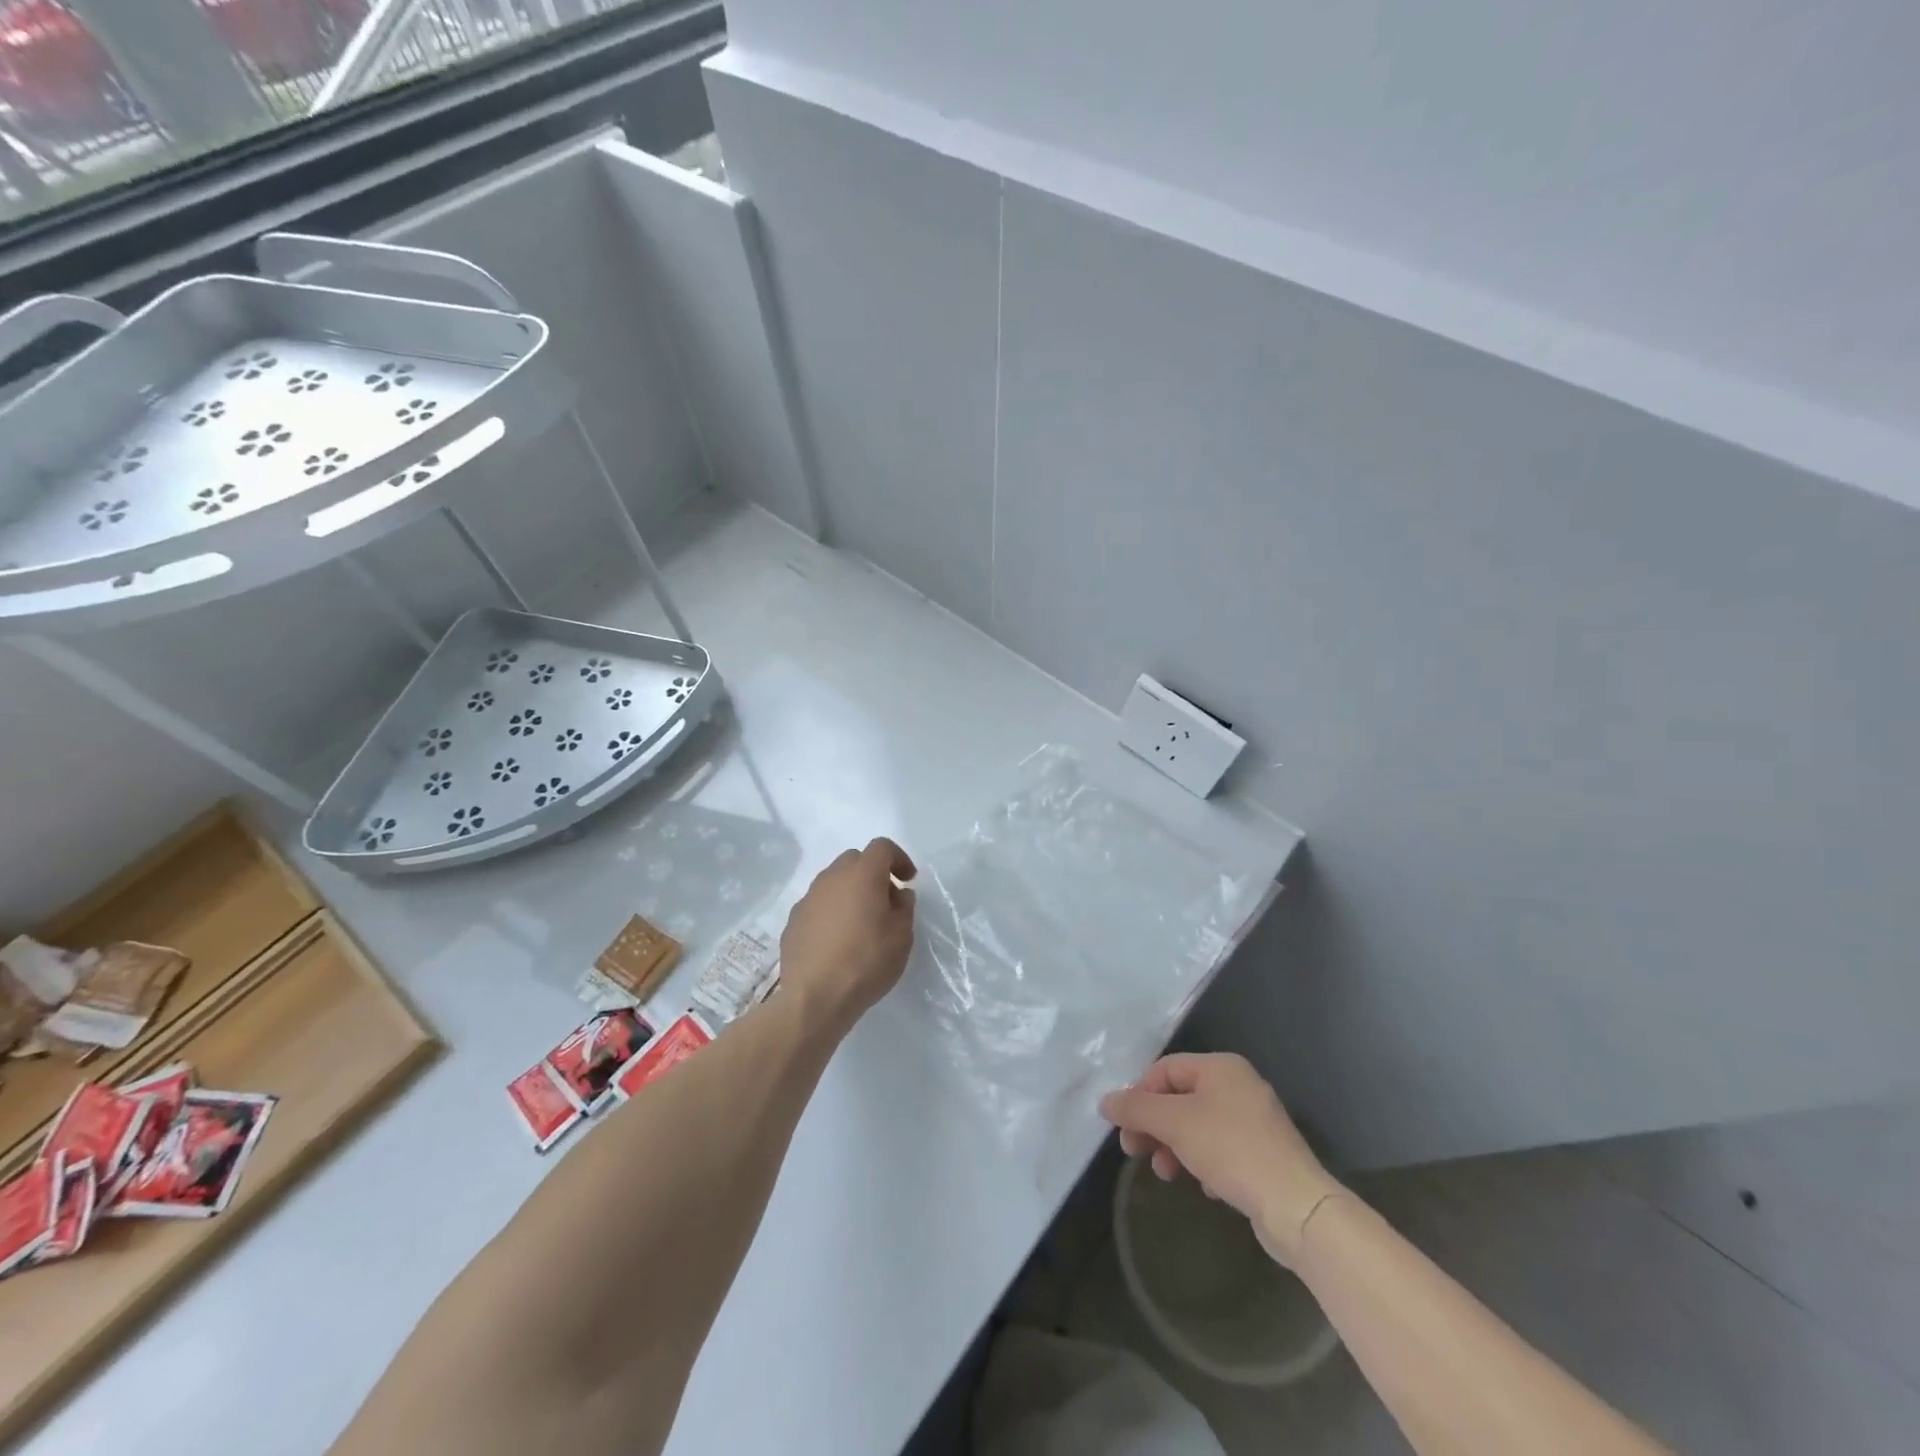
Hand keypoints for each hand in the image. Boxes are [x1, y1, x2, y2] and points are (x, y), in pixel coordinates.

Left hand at [779, 838, 916, 1028]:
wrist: (815, 997)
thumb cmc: (867, 962)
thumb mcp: (902, 936)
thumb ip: (904, 908)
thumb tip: (898, 894)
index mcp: (862, 874)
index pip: (882, 847)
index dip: (898, 859)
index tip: (908, 880)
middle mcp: (832, 877)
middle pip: (855, 860)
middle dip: (873, 873)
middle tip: (886, 901)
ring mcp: (808, 898)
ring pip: (833, 882)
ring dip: (850, 892)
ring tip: (861, 923)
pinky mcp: (793, 920)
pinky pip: (818, 905)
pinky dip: (831, 912)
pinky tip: (837, 941)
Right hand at [1100, 1053, 1343, 1266]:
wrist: (1297, 1207)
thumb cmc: (1231, 1150)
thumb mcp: (1175, 1124)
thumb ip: (1137, 1108)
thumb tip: (1106, 1101)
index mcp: (1221, 1067)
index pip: (1165, 1070)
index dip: (1139, 1095)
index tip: (1124, 1127)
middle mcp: (1239, 1085)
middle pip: (1180, 1098)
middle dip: (1154, 1124)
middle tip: (1134, 1151)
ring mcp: (1255, 1121)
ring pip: (1198, 1126)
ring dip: (1174, 1147)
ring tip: (1165, 1173)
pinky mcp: (1263, 1154)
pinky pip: (1220, 1149)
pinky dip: (1202, 1162)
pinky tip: (1202, 1186)